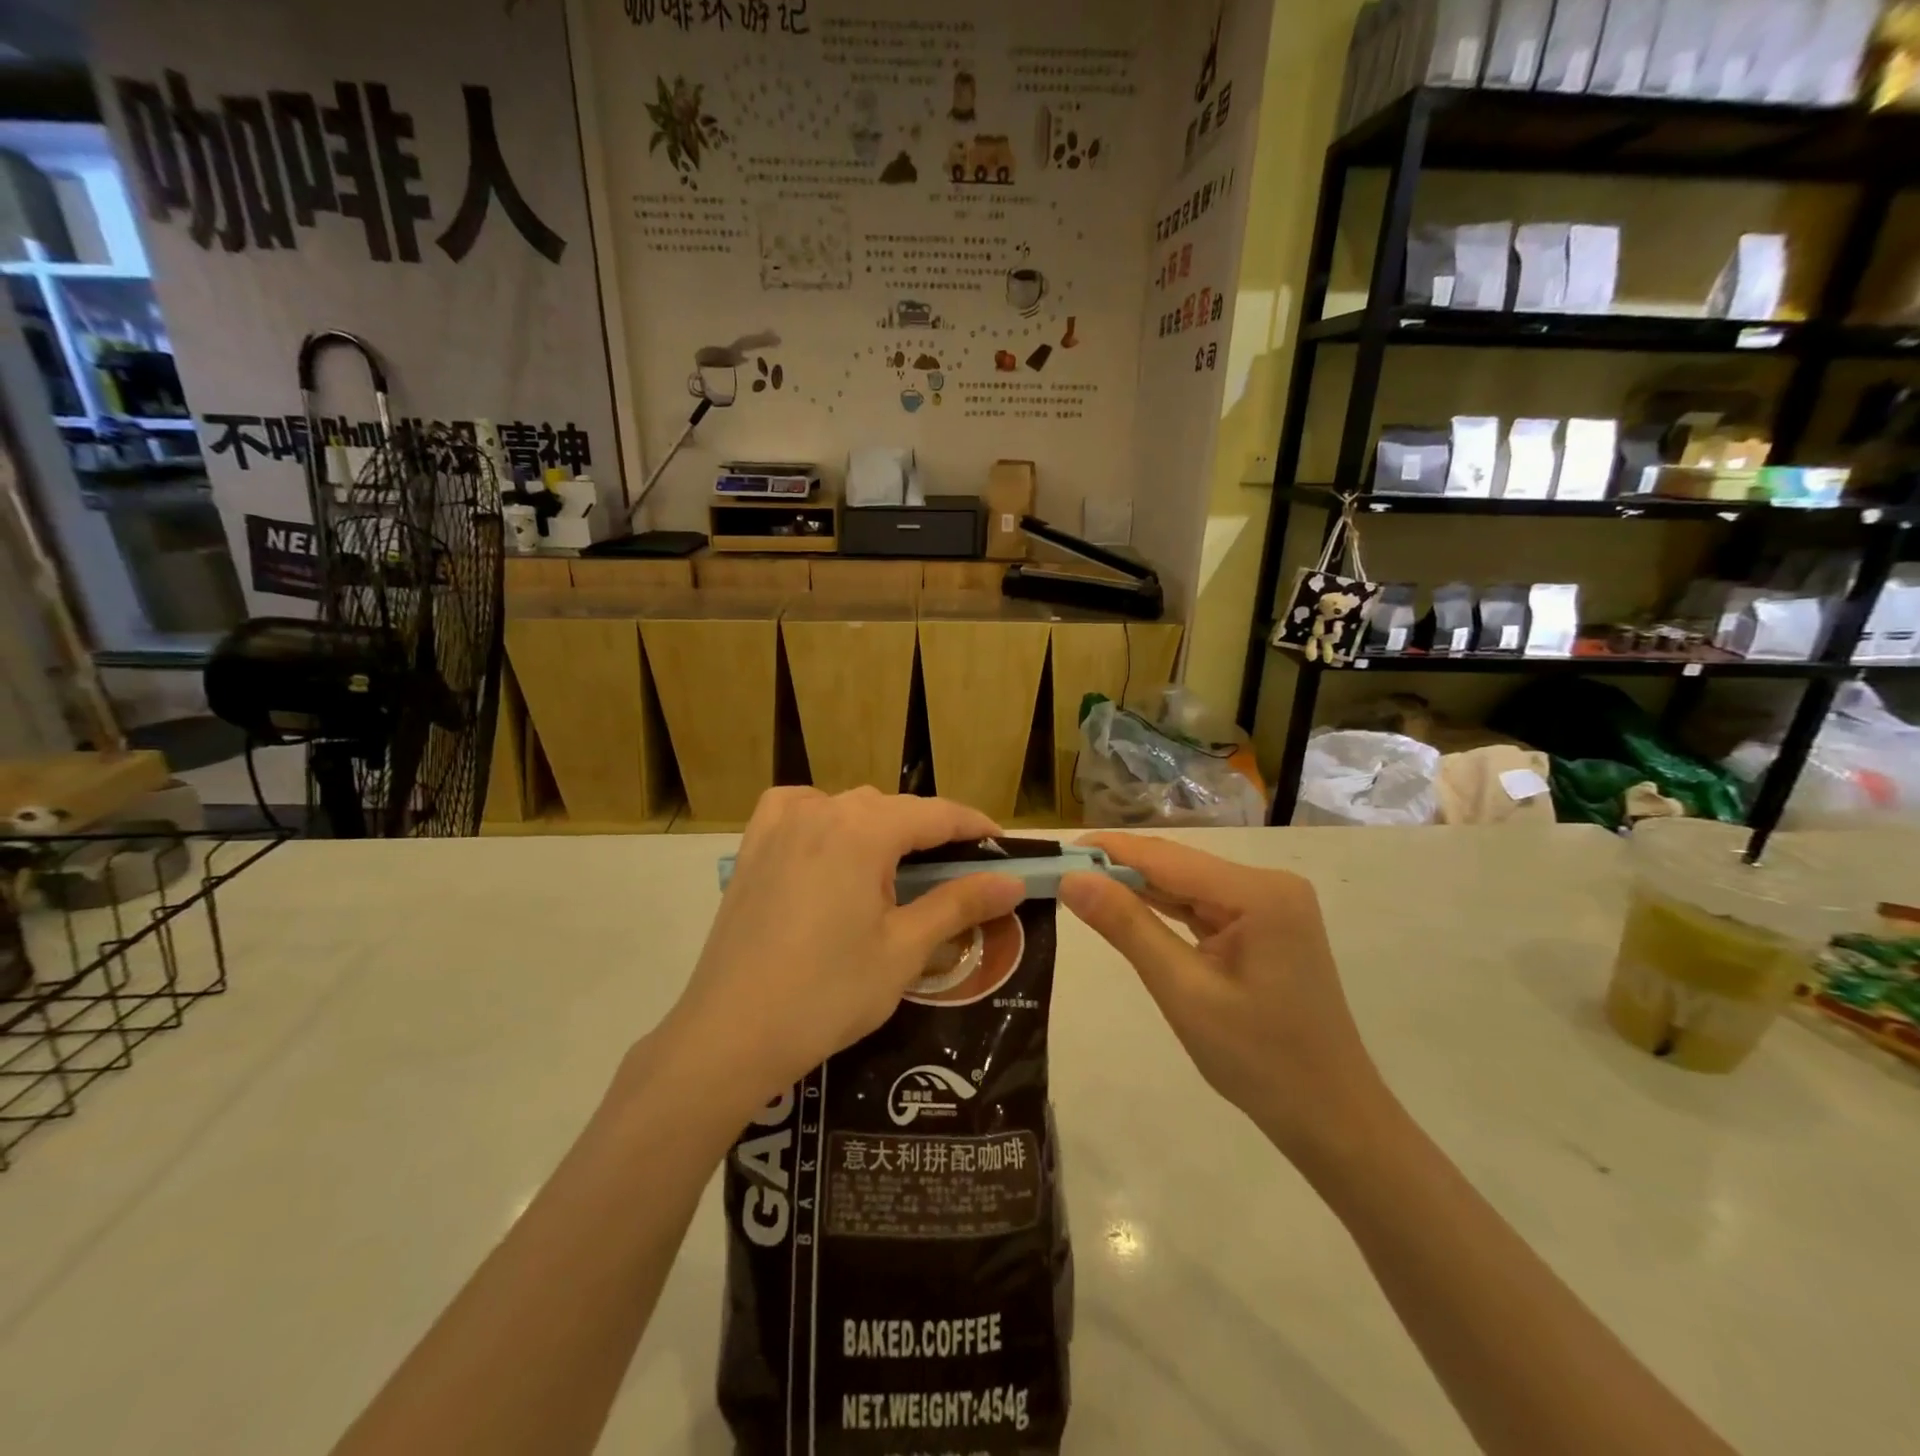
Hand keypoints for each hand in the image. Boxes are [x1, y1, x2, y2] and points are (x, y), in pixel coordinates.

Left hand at [663, 788, 1023, 1117]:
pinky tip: (831, 844)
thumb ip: (960, 904)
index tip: (1006, 849)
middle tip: (958, 874)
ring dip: (881, 828)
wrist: (731, 1034)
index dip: (977, 828)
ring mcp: (780, 824)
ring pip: (849, 808)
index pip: (937, 814)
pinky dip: (825, 818)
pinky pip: (799, 811)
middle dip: (931, 833)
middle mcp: (821, 810)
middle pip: (893, 809)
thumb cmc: (828, 993)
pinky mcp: (752, 846)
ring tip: (899, 868)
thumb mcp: (904, 949)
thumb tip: (1013, 882)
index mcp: (863, 829)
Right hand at [1059, 833, 1391, 1167]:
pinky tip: (1126, 905)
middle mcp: (1268, 884)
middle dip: (1118, 868)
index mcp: (1258, 893)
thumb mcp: (1183, 991)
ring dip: (1137, 887)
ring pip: (1187, 885)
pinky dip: (1164, 908)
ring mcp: (1270, 904)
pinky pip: (1202, 906)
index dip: (1108, 849)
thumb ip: (1127, 927)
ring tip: (1079, 885)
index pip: (1166, 857)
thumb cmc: (1259, 1061)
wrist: (1330, 1118)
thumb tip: (1072, 878)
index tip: (1055, 851)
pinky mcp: (1265, 925)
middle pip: (1177, 866)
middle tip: (1057, 872)